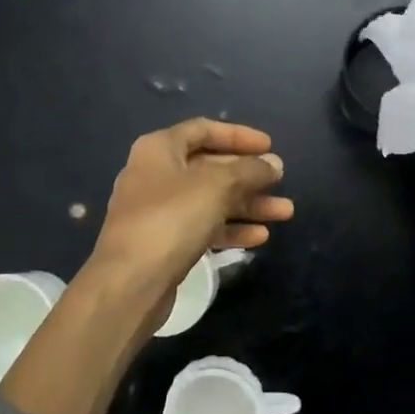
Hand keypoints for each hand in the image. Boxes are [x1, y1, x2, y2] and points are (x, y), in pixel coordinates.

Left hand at [82, 119, 292, 336]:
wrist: (130, 283)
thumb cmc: (172, 220)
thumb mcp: (216, 186)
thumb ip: (249, 171)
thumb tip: (273, 163)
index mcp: (160, 149)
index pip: (204, 130)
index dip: (239, 136)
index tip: (270, 146)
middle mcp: (156, 174)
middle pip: (210, 166)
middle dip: (249, 176)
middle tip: (281, 183)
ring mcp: (158, 210)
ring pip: (211, 199)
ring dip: (248, 204)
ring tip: (284, 212)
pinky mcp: (164, 242)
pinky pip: (203, 226)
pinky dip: (230, 228)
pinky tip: (260, 237)